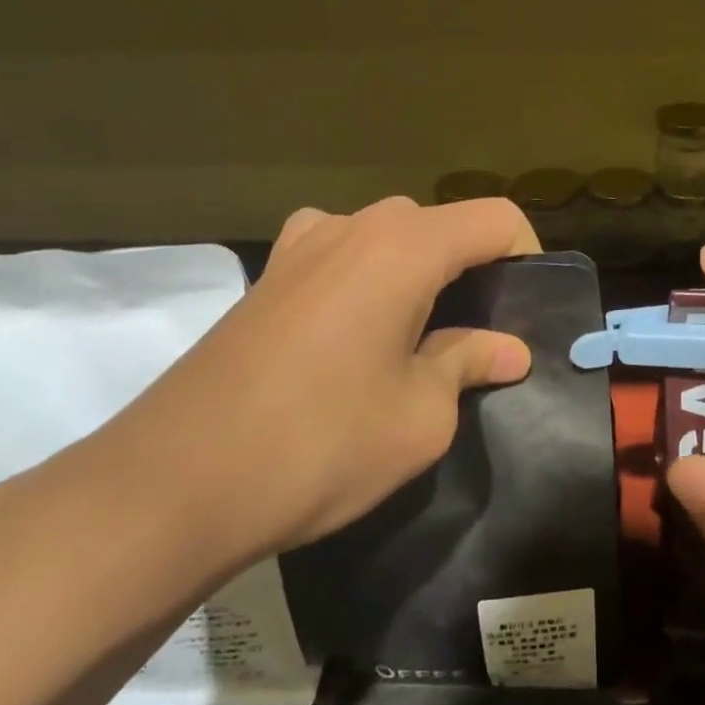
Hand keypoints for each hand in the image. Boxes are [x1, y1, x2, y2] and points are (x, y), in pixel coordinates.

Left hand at [81, 197, 538, 570]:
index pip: (495, 219)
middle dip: (474, 270)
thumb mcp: (421, 415)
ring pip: (389, 241)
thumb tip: (507, 350)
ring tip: (425, 338)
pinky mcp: (265, 279)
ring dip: (421, 277)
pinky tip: (362, 337)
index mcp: (403, 246)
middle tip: (484, 336)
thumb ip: (468, 363)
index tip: (530, 310)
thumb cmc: (321, 444)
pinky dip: (370, 283)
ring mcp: (299, 248)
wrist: (173, 484)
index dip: (529, 256)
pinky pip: (340, 259)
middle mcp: (352, 227)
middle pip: (440, 226)